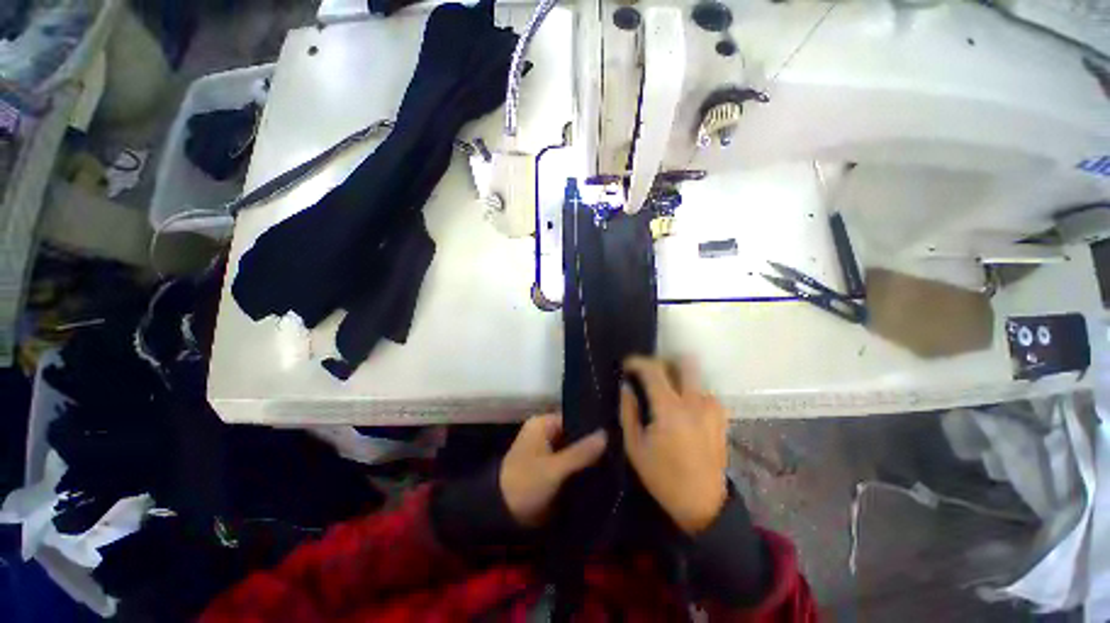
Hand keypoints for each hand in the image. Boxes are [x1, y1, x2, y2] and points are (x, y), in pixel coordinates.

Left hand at [500, 415, 607, 526]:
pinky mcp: (550, 469)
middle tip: (618, 451)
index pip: (574, 418)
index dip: (592, 428)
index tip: (615, 436)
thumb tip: (606, 434)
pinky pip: (570, 464)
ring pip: (574, 451)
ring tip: (616, 462)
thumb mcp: (554, 468)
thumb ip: (580, 452)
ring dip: (588, 459)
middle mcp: (545, 433)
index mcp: (542, 424)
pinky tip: (603, 474)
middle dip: (592, 445)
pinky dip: (581, 469)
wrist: (502, 516)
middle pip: (575, 435)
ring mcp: (547, 452)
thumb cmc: (525, 483)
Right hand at [619, 356, 728, 534]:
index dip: (637, 362)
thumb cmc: (662, 476)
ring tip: (664, 392)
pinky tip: (681, 408)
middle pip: (684, 362)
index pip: (653, 370)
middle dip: (664, 362)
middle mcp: (694, 402)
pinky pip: (704, 392)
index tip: (627, 366)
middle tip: (649, 374)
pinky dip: (690, 392)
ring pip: (695, 376)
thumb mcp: (634, 446)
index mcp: (669, 409)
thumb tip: (626, 387)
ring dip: (678, 377)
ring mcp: (712, 408)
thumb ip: (628, 411)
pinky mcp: (721, 417)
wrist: (702, 504)